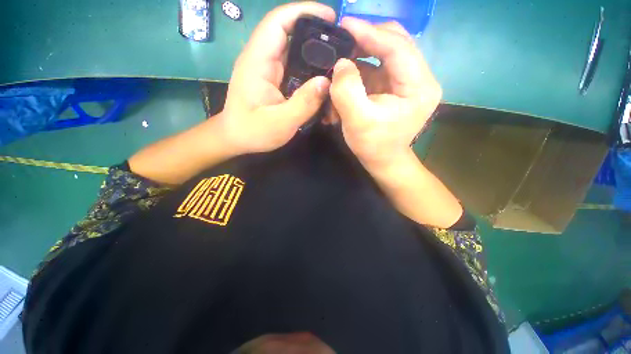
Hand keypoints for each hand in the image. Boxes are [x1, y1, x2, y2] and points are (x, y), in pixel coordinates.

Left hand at [218, 2, 334, 154]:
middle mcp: (262, 59)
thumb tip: (327, 82)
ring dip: (314, 53)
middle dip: (316, 34)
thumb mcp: (281, 122)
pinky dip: (308, 69)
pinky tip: (321, 80)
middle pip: (289, 33)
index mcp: (258, 61)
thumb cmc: (253, 131)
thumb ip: (304, 103)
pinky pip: (293, 66)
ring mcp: (267, 69)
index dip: (304, 11)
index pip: (278, 22)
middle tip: (341, 46)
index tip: (331, 18)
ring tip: (336, 63)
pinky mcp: (273, 79)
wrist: (236, 138)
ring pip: (293, 50)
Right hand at [329, 18, 441, 168]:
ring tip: (341, 56)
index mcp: (419, 86)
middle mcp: (418, 78)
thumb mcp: (357, 121)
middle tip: (342, 38)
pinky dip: (360, 68)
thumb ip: (347, 90)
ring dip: (361, 53)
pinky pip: (377, 68)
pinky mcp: (394, 87)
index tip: (344, 23)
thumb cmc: (373, 146)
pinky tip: (346, 73)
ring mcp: (406, 81)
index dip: (370, 32)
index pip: (398, 47)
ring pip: (385, 53)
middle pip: (395, 43)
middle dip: (367, 38)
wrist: (383, 161)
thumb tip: (341, 63)